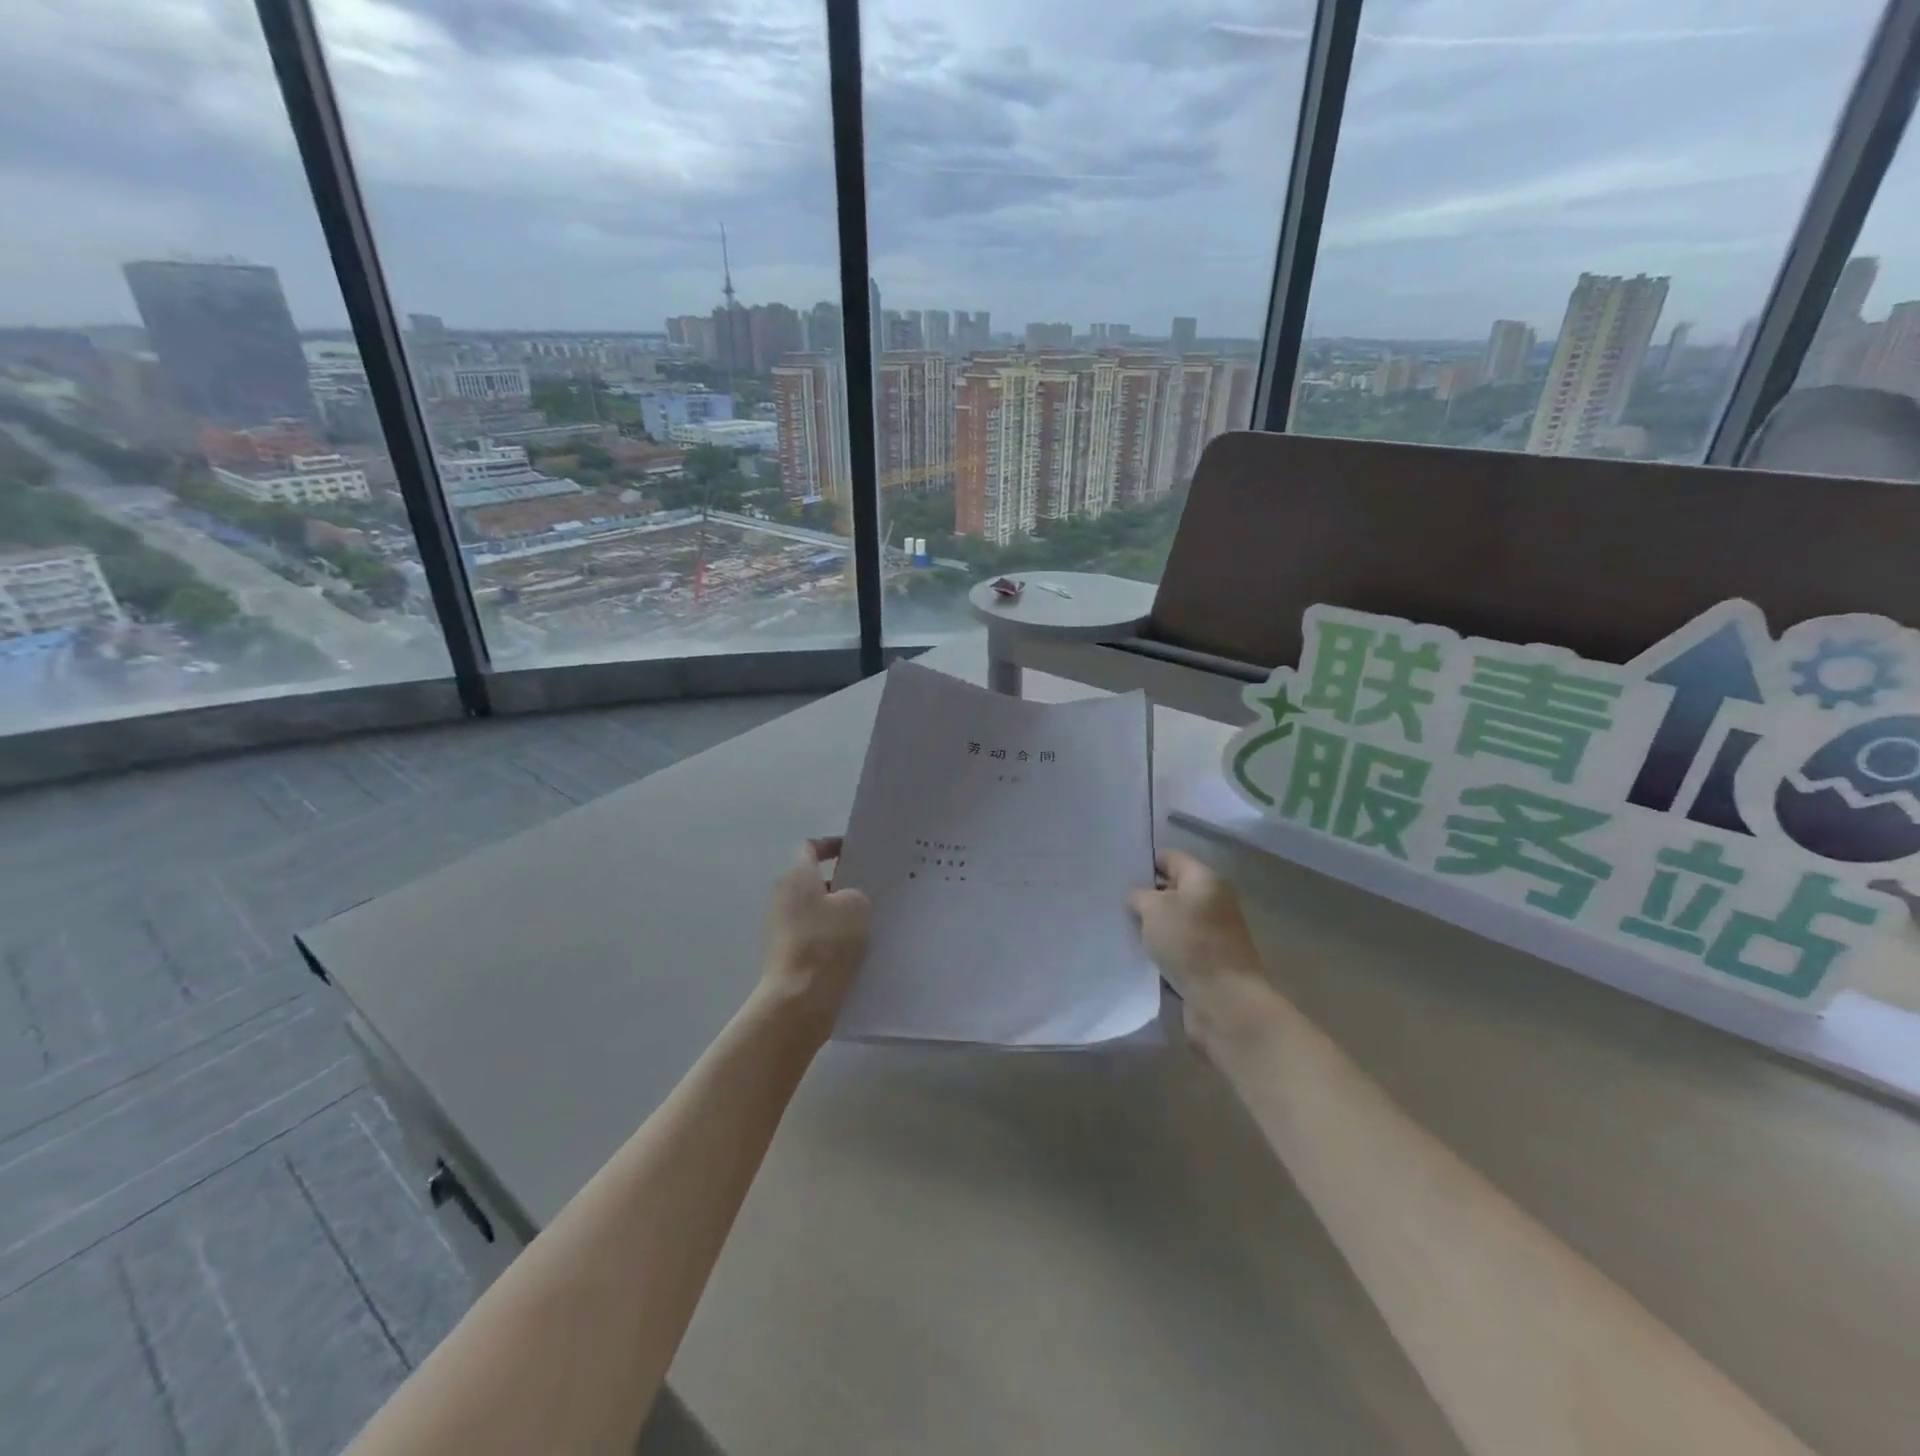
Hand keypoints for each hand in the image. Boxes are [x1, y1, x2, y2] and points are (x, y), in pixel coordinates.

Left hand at [758, 838, 871, 1037]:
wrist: (799, 999)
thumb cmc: (827, 942)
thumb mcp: (857, 905)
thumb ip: (854, 893)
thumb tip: (845, 902)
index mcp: (796, 876)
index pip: (810, 848)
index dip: (832, 845)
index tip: (854, 851)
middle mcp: (782, 896)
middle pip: (813, 880)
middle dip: (840, 882)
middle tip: (869, 888)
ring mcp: (779, 927)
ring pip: (813, 910)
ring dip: (836, 912)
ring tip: (868, 921)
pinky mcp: (784, 954)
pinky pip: (812, 936)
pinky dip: (830, 937)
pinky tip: (854, 949)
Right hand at [1129, 850, 1267, 1051]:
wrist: (1225, 1001)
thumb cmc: (1190, 943)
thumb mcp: (1154, 908)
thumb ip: (1140, 895)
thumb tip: (1138, 895)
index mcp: (1205, 880)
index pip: (1171, 858)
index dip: (1145, 862)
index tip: (1118, 874)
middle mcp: (1213, 902)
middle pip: (1173, 890)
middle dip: (1146, 896)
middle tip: (1113, 902)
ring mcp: (1213, 934)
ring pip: (1174, 921)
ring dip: (1152, 926)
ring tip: (1121, 928)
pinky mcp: (1209, 962)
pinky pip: (1178, 947)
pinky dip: (1161, 950)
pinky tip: (1139, 955)